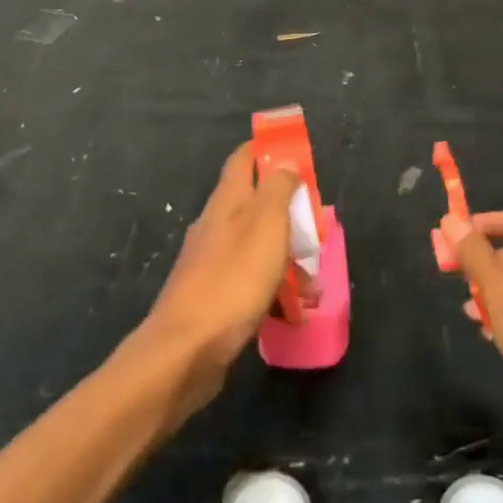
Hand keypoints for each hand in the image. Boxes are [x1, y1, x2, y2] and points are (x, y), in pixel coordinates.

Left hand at [133, 143, 296, 421]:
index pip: (244, 158)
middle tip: (317, 232)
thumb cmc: (233, 279)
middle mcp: (216, 225)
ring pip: (257, 248)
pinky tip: (291, 315)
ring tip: (313, 289)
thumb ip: (278, 189)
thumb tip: (284, 163)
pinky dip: (273, 292)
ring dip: (288, 261)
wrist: (185, 352)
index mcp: (227, 200)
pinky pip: (250, 284)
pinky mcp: (212, 298)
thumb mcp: (266, 224)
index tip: (297, 155)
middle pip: (256, 205)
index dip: (268, 150)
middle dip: (289, 215)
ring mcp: (211, 263)